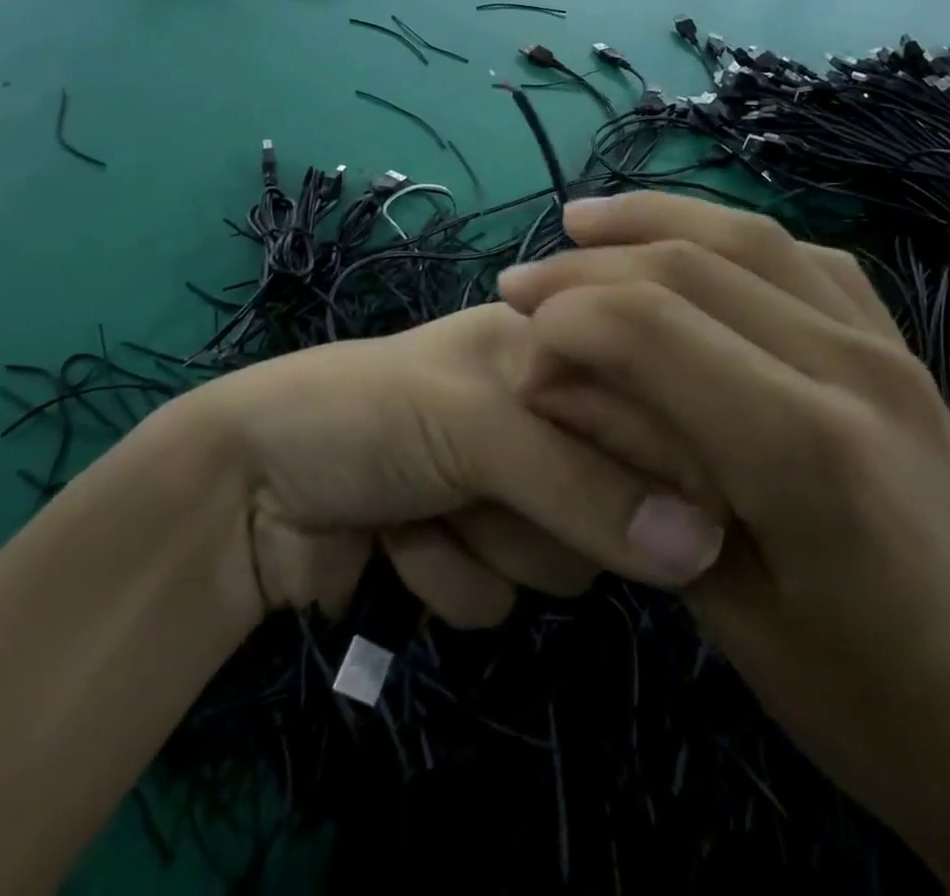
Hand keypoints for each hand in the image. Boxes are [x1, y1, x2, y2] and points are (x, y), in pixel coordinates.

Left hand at [182, 303, 726, 632]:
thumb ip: (583, 482)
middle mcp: (537, 414)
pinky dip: (445, 577)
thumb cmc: (359, 415)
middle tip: (469, 476)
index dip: (648, 458)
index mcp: (546, 350)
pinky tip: (393, 538)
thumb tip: (704, 549)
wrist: (244, 489)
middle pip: (615, 499)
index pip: (646, 406)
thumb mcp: (471, 426)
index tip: (634, 496)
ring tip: (418, 500)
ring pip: (563, 562)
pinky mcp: (469, 551)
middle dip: (535, 506)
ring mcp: (504, 487)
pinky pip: (503, 599)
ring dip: (481, 544)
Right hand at [495, 193, 949, 895]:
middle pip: (690, 264)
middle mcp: (850, 368)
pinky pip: (807, 260)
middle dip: (587, 264)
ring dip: (654, 219)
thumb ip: (643, 476)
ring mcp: (890, 350)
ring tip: (583, 223)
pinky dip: (731, 237)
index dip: (563, 323)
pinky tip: (693, 248)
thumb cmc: (878, 712)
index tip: (519, 359)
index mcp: (804, 449)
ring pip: (748, 238)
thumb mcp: (731, 612)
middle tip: (520, 284)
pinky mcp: (907, 354)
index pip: (648, 325)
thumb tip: (562, 386)